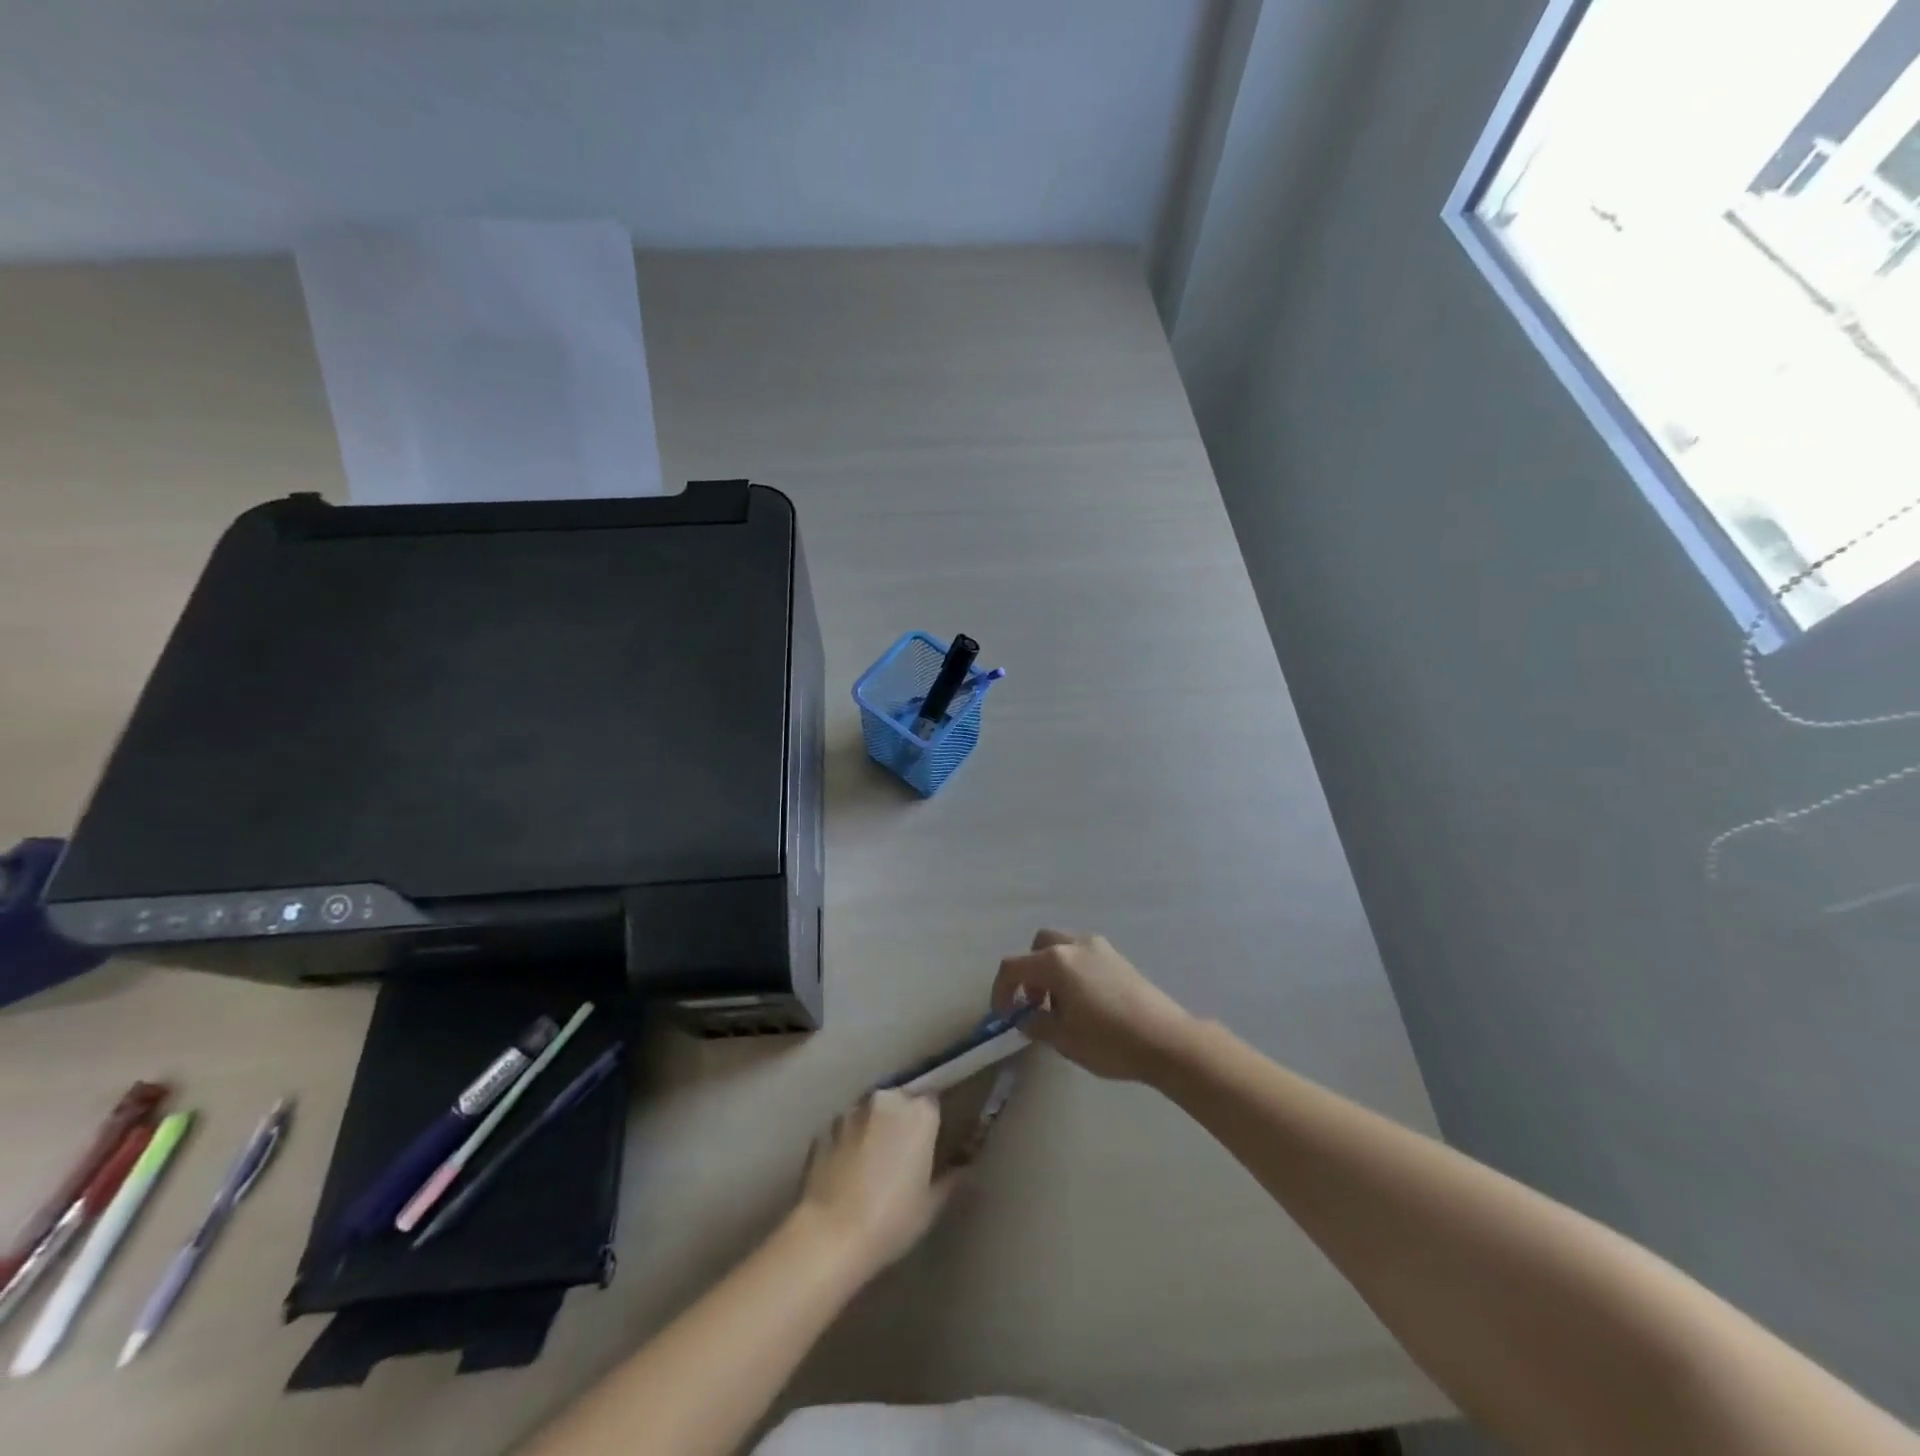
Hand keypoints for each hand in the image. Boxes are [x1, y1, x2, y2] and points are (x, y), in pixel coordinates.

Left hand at [795, 1090, 952, 1279]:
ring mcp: (851, 1112)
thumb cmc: (892, 1219)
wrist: (830, 1236)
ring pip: (869, 1113)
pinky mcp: (823, 1129)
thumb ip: (951, 1177)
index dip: (932, 1122)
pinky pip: (844, 1130)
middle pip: (899, 1101)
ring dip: (873, 1128)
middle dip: (901, 1121)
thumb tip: (965, 1166)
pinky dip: (848, 1142)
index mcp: (919, 1112)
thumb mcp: (932, 1204)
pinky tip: (846, 1172)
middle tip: (902, 1154)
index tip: (930, 1143)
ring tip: (871, 1164)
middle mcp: (886, 1100)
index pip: (933, 1102)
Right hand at [992, 930, 1197, 1083]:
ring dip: (1051, 970)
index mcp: (1056, 962)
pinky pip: (1083, 955)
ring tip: (1061, 1007)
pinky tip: (1085, 1003)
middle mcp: (1075, 945)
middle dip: (1029, 972)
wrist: (1166, 1040)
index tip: (1004, 1016)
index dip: (1001, 990)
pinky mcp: (1118, 958)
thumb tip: (1025, 1016)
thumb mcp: (1064, 1039)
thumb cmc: (1109, 1041)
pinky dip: (1072, 971)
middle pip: (1038, 947)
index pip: (1013, 967)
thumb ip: (1036, 1023)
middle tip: (1034, 1004)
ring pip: (1062, 948)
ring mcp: (1099, 948)